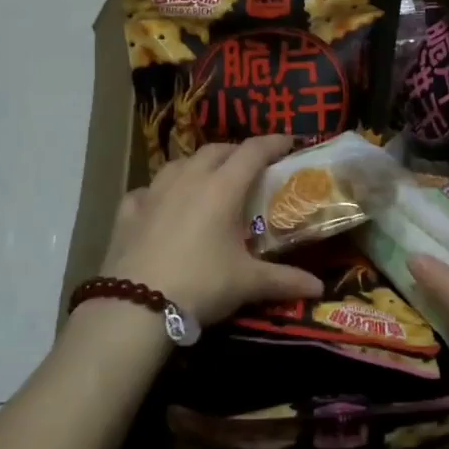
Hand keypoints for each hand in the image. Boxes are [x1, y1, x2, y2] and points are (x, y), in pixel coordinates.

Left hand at [99, 135, 322, 326]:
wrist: (135, 306)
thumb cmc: (201, 285)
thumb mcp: (247, 284)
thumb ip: (284, 281)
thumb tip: (319, 288)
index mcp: (222, 188)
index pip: (253, 152)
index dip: (273, 143)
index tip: (289, 141)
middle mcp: (188, 180)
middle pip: (216, 150)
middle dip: (236, 152)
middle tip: (251, 167)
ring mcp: (154, 192)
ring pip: (180, 163)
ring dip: (199, 165)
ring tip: (208, 180)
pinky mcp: (128, 211)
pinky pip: (148, 190)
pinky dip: (161, 192)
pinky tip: (162, 205)